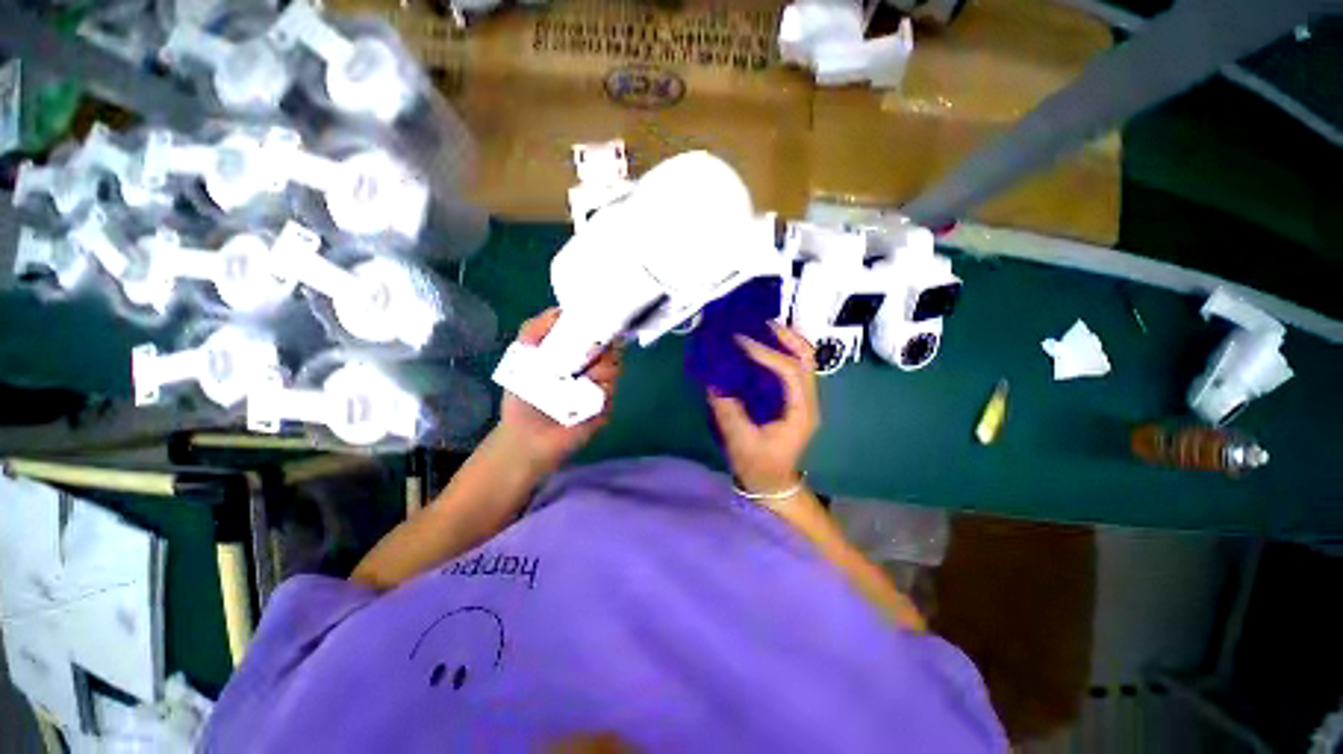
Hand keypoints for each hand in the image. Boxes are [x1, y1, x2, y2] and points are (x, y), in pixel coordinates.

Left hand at [498, 308, 621, 471]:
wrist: (526, 435)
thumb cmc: (524, 395)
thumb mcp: (522, 355)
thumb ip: (536, 329)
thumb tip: (562, 310)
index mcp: (577, 355)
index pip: (597, 333)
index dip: (599, 325)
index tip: (597, 320)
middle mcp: (594, 368)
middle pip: (612, 347)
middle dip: (600, 346)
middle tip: (583, 354)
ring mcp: (601, 387)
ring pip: (613, 366)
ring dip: (596, 368)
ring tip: (577, 376)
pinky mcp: (605, 406)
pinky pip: (609, 389)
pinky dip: (597, 389)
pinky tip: (580, 394)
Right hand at [708, 323, 819, 494]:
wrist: (774, 483)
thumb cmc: (760, 466)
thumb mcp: (741, 442)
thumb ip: (729, 413)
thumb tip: (715, 384)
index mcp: (800, 412)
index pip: (790, 371)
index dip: (767, 353)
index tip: (742, 342)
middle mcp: (808, 402)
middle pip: (808, 359)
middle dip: (787, 338)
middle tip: (763, 324)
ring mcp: (804, 400)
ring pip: (805, 361)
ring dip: (787, 343)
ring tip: (763, 330)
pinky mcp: (796, 401)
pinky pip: (794, 369)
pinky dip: (781, 354)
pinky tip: (763, 350)